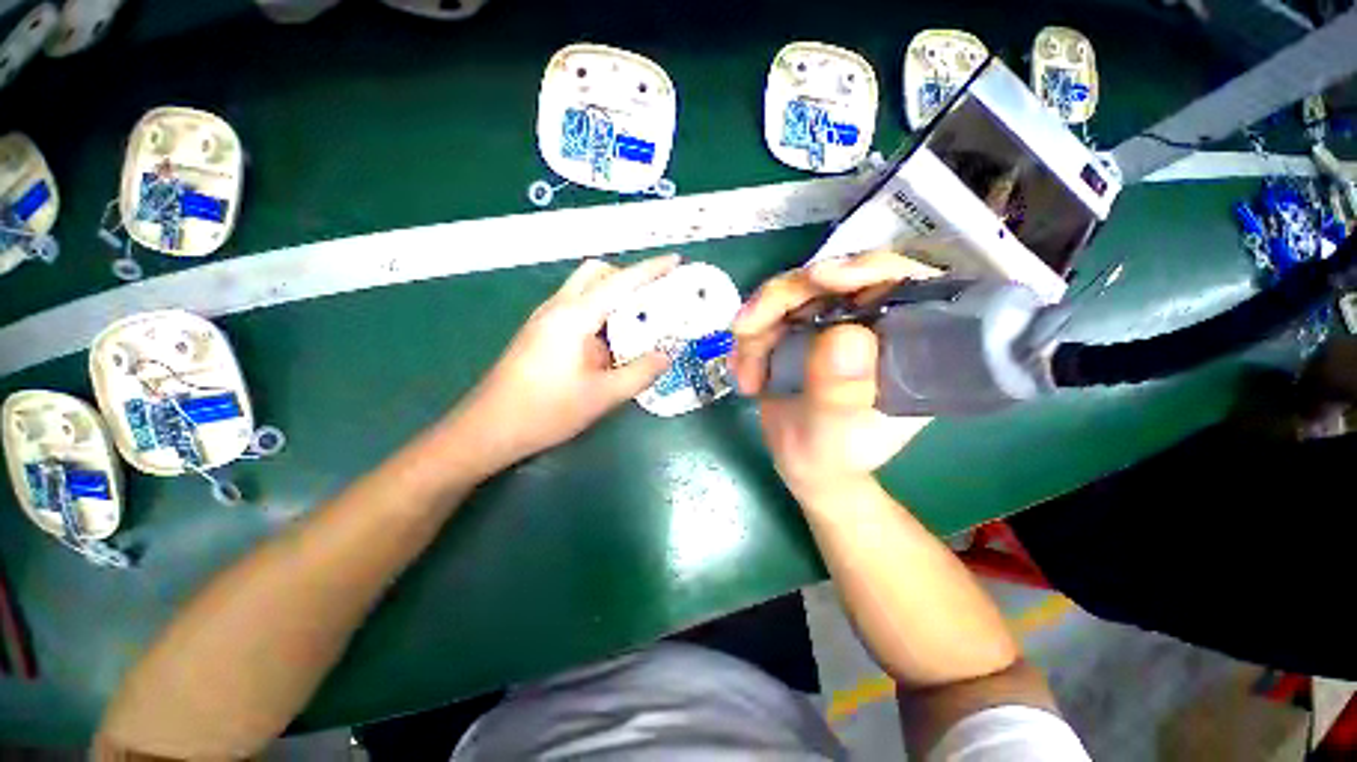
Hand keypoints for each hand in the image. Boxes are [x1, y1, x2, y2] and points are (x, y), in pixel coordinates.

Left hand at [449, 255, 677, 473]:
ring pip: (584, 290)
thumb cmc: (546, 411)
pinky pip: (576, 310)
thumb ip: (639, 373)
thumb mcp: (602, 396)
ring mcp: (545, 319)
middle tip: (653, 300)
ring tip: (639, 322)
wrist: (489, 429)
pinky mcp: (540, 333)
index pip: (619, 282)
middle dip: (628, 278)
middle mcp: (557, 308)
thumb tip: (666, 356)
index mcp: (574, 316)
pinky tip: (611, 343)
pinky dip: (600, 314)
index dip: (650, 270)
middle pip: (596, 274)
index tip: (676, 261)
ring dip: (613, 297)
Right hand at [731, 251, 936, 500]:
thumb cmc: (828, 457)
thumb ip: (839, 395)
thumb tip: (846, 336)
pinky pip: (772, 312)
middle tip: (747, 329)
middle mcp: (875, 323)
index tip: (821, 279)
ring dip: (758, 326)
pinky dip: (751, 336)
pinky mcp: (805, 327)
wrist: (803, 462)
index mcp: (907, 346)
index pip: (904, 285)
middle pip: (835, 279)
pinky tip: (743, 368)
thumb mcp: (834, 436)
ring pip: (794, 293)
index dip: (867, 269)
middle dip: (783, 300)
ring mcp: (836, 321)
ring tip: (744, 371)